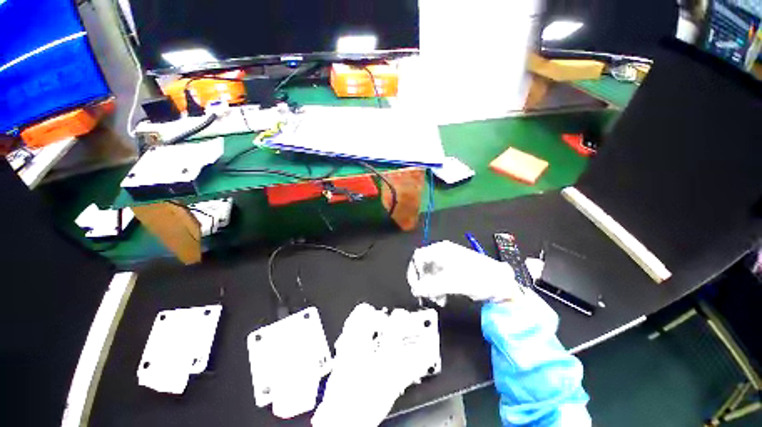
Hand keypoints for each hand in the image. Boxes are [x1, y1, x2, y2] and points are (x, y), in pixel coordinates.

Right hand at [407, 240, 524, 305]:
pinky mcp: (452, 272)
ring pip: (429, 275)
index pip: (418, 257)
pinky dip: (437, 289)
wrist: (501, 284)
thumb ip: (431, 286)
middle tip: (427, 296)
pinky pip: (438, 280)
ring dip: (430, 288)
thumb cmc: (478, 278)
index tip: (416, 287)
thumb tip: (414, 290)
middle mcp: (441, 254)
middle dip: (423, 282)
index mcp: (440, 250)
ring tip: (438, 299)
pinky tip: (443, 297)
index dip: (414, 271)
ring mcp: (447, 263)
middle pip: (423, 267)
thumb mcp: (453, 282)